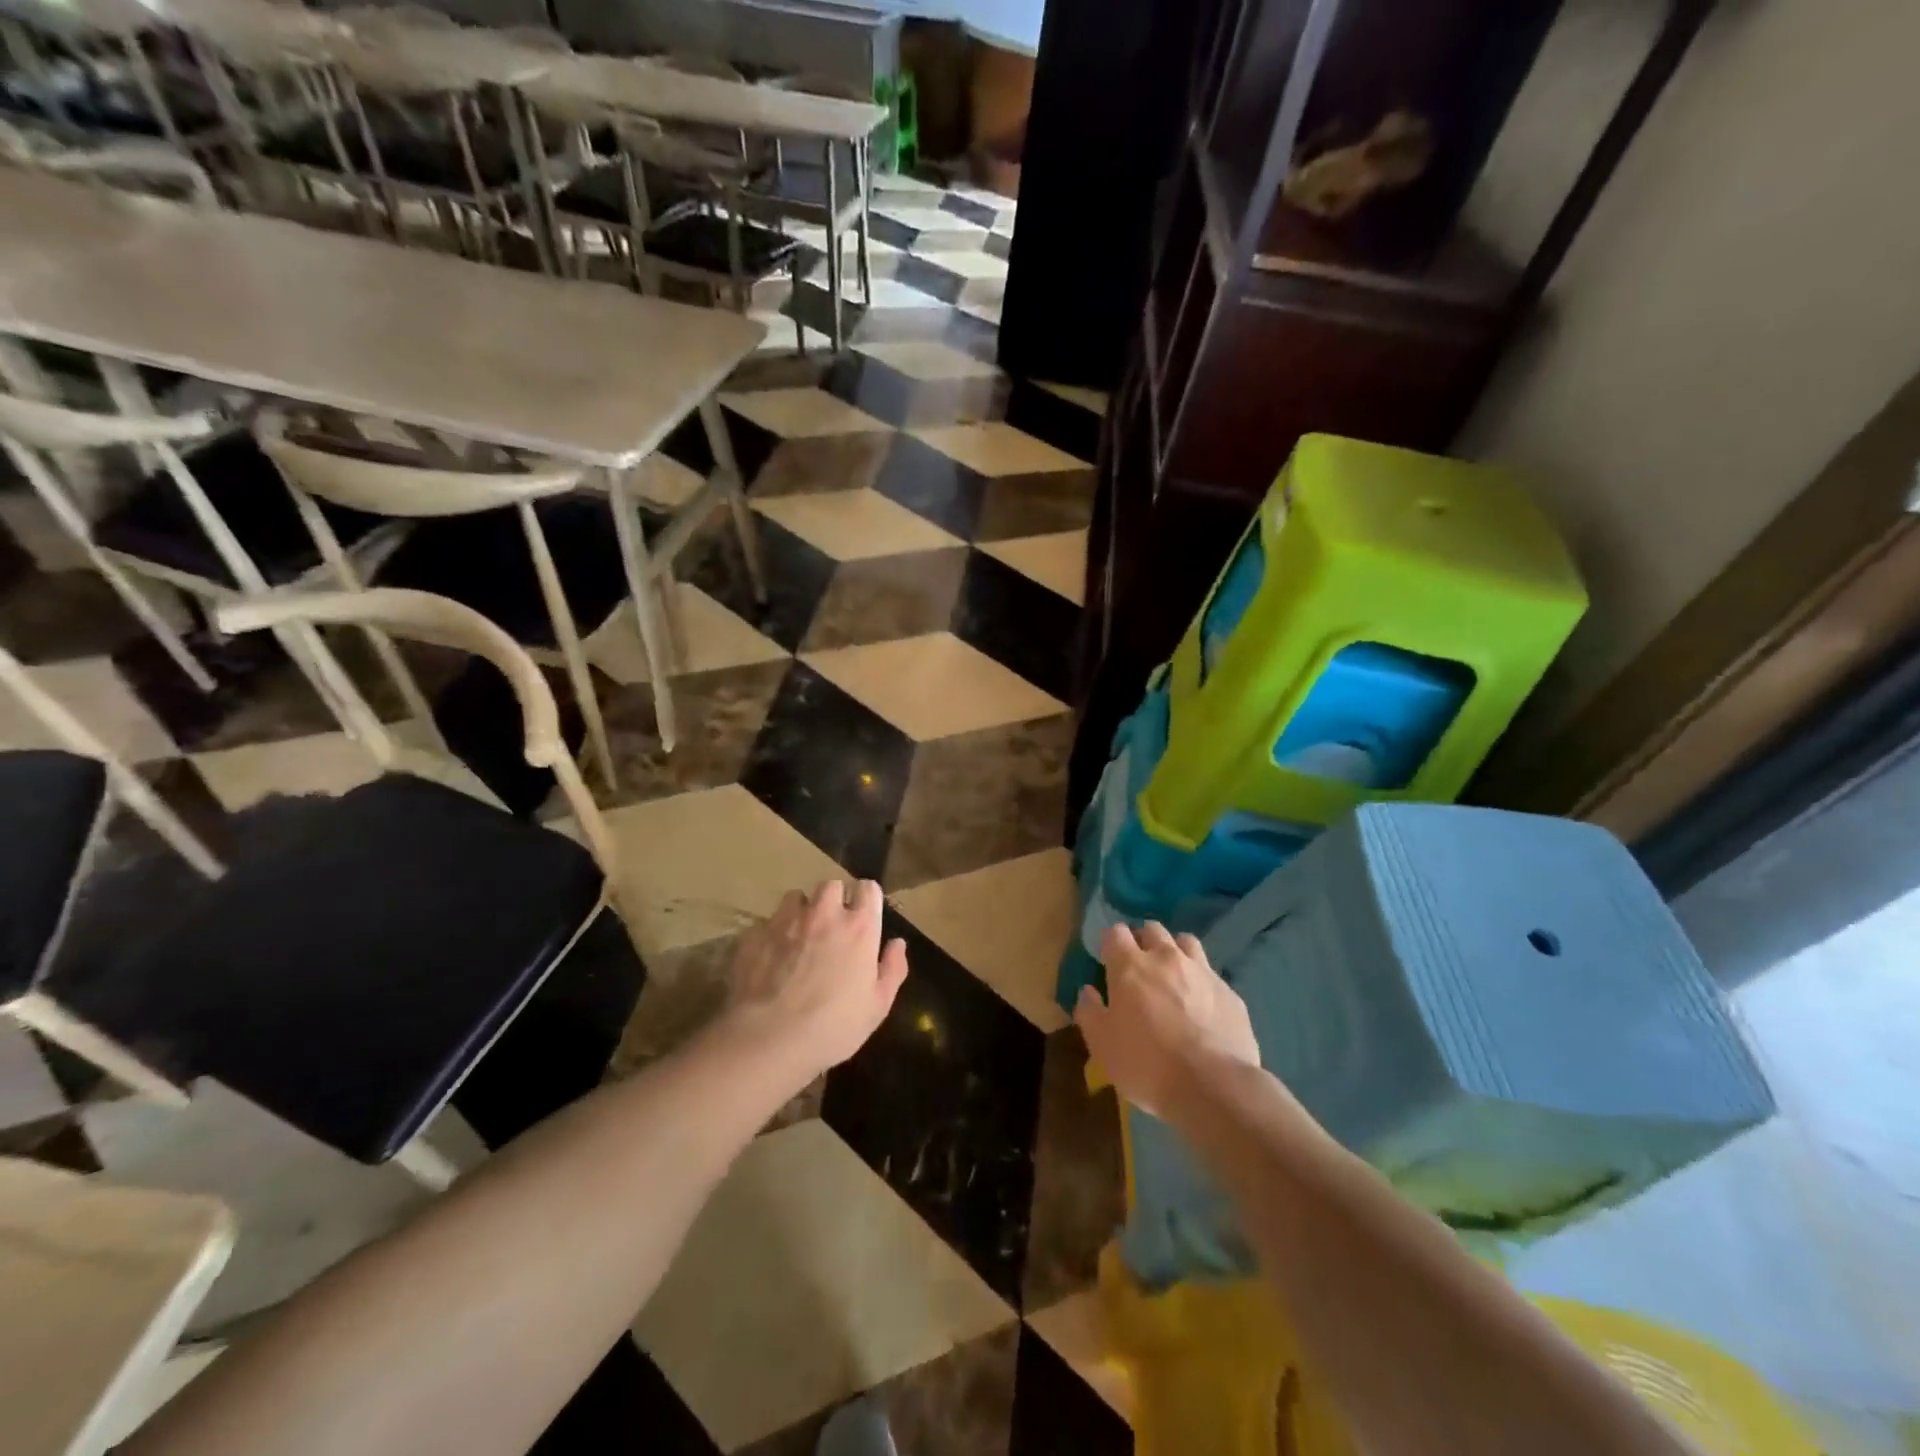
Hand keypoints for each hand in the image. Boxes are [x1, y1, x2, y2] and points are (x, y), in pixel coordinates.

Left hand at [718, 878, 908, 1086]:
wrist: (770, 1040)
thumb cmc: (834, 1026)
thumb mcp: (878, 1006)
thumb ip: (892, 969)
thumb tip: (897, 943)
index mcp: (859, 927)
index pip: (867, 888)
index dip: (866, 899)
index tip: (864, 916)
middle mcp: (824, 913)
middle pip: (830, 885)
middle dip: (833, 900)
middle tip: (831, 928)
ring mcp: (786, 921)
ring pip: (795, 897)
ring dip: (800, 911)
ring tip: (798, 937)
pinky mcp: (755, 934)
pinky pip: (766, 923)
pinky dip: (771, 935)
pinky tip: (770, 959)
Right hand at [1076, 922, 1259, 1121]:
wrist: (1213, 1086)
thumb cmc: (1146, 1064)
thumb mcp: (1102, 1045)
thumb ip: (1089, 1012)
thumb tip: (1088, 992)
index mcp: (1130, 966)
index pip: (1115, 932)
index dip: (1110, 942)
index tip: (1108, 960)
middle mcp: (1166, 958)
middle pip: (1152, 929)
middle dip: (1142, 941)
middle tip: (1138, 966)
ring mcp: (1202, 971)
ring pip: (1185, 942)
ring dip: (1174, 951)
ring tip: (1172, 975)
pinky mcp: (1229, 991)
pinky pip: (1211, 974)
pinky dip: (1200, 981)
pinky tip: (1201, 1005)